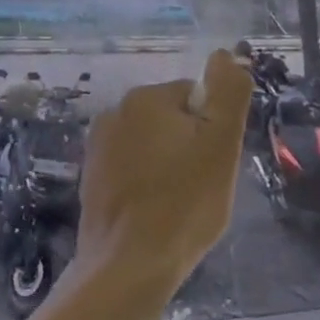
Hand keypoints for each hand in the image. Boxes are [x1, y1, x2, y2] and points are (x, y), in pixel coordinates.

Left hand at [75, 49, 252, 293]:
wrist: (128, 265)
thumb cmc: (183, 203)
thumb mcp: (221, 144)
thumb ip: (228, 93)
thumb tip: (224, 54)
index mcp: (145, 98)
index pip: (197, 98)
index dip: (213, 131)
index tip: (213, 164)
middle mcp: (115, 112)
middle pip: (173, 120)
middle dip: (190, 147)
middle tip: (200, 187)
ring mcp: (98, 146)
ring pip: (153, 146)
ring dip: (169, 166)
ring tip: (177, 204)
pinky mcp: (91, 177)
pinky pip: (132, 169)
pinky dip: (146, 184)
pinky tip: (153, 213)